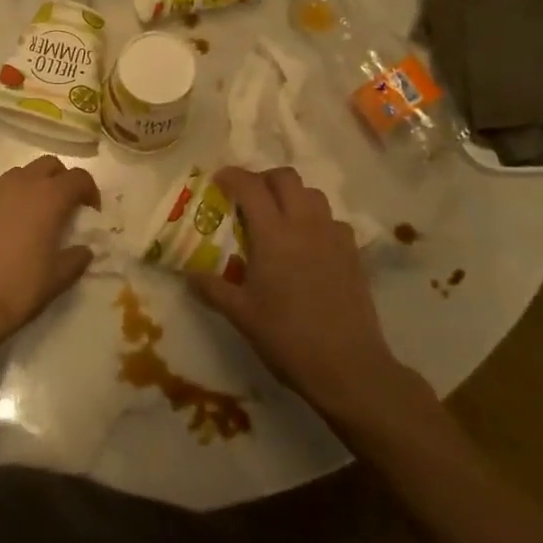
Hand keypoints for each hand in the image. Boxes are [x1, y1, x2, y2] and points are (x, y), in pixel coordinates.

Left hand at [0, 156, 100, 350]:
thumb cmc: (20, 288)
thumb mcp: (58, 278)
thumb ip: (77, 258)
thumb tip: (84, 250)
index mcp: (48, 198)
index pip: (78, 177)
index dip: (90, 190)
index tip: (91, 211)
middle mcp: (20, 185)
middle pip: (48, 165)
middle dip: (61, 179)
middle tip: (64, 206)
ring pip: (18, 174)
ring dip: (32, 186)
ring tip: (32, 215)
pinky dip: (5, 202)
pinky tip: (2, 230)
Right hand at [186, 166, 424, 424]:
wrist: (348, 366)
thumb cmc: (287, 337)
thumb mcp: (240, 314)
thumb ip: (211, 288)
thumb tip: (189, 274)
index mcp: (273, 234)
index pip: (250, 186)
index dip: (232, 176)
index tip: (218, 180)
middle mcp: (305, 225)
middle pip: (286, 178)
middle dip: (263, 178)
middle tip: (248, 197)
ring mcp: (333, 237)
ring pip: (313, 194)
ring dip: (292, 196)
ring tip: (278, 218)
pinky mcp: (353, 254)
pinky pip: (333, 220)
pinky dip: (316, 220)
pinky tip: (308, 244)